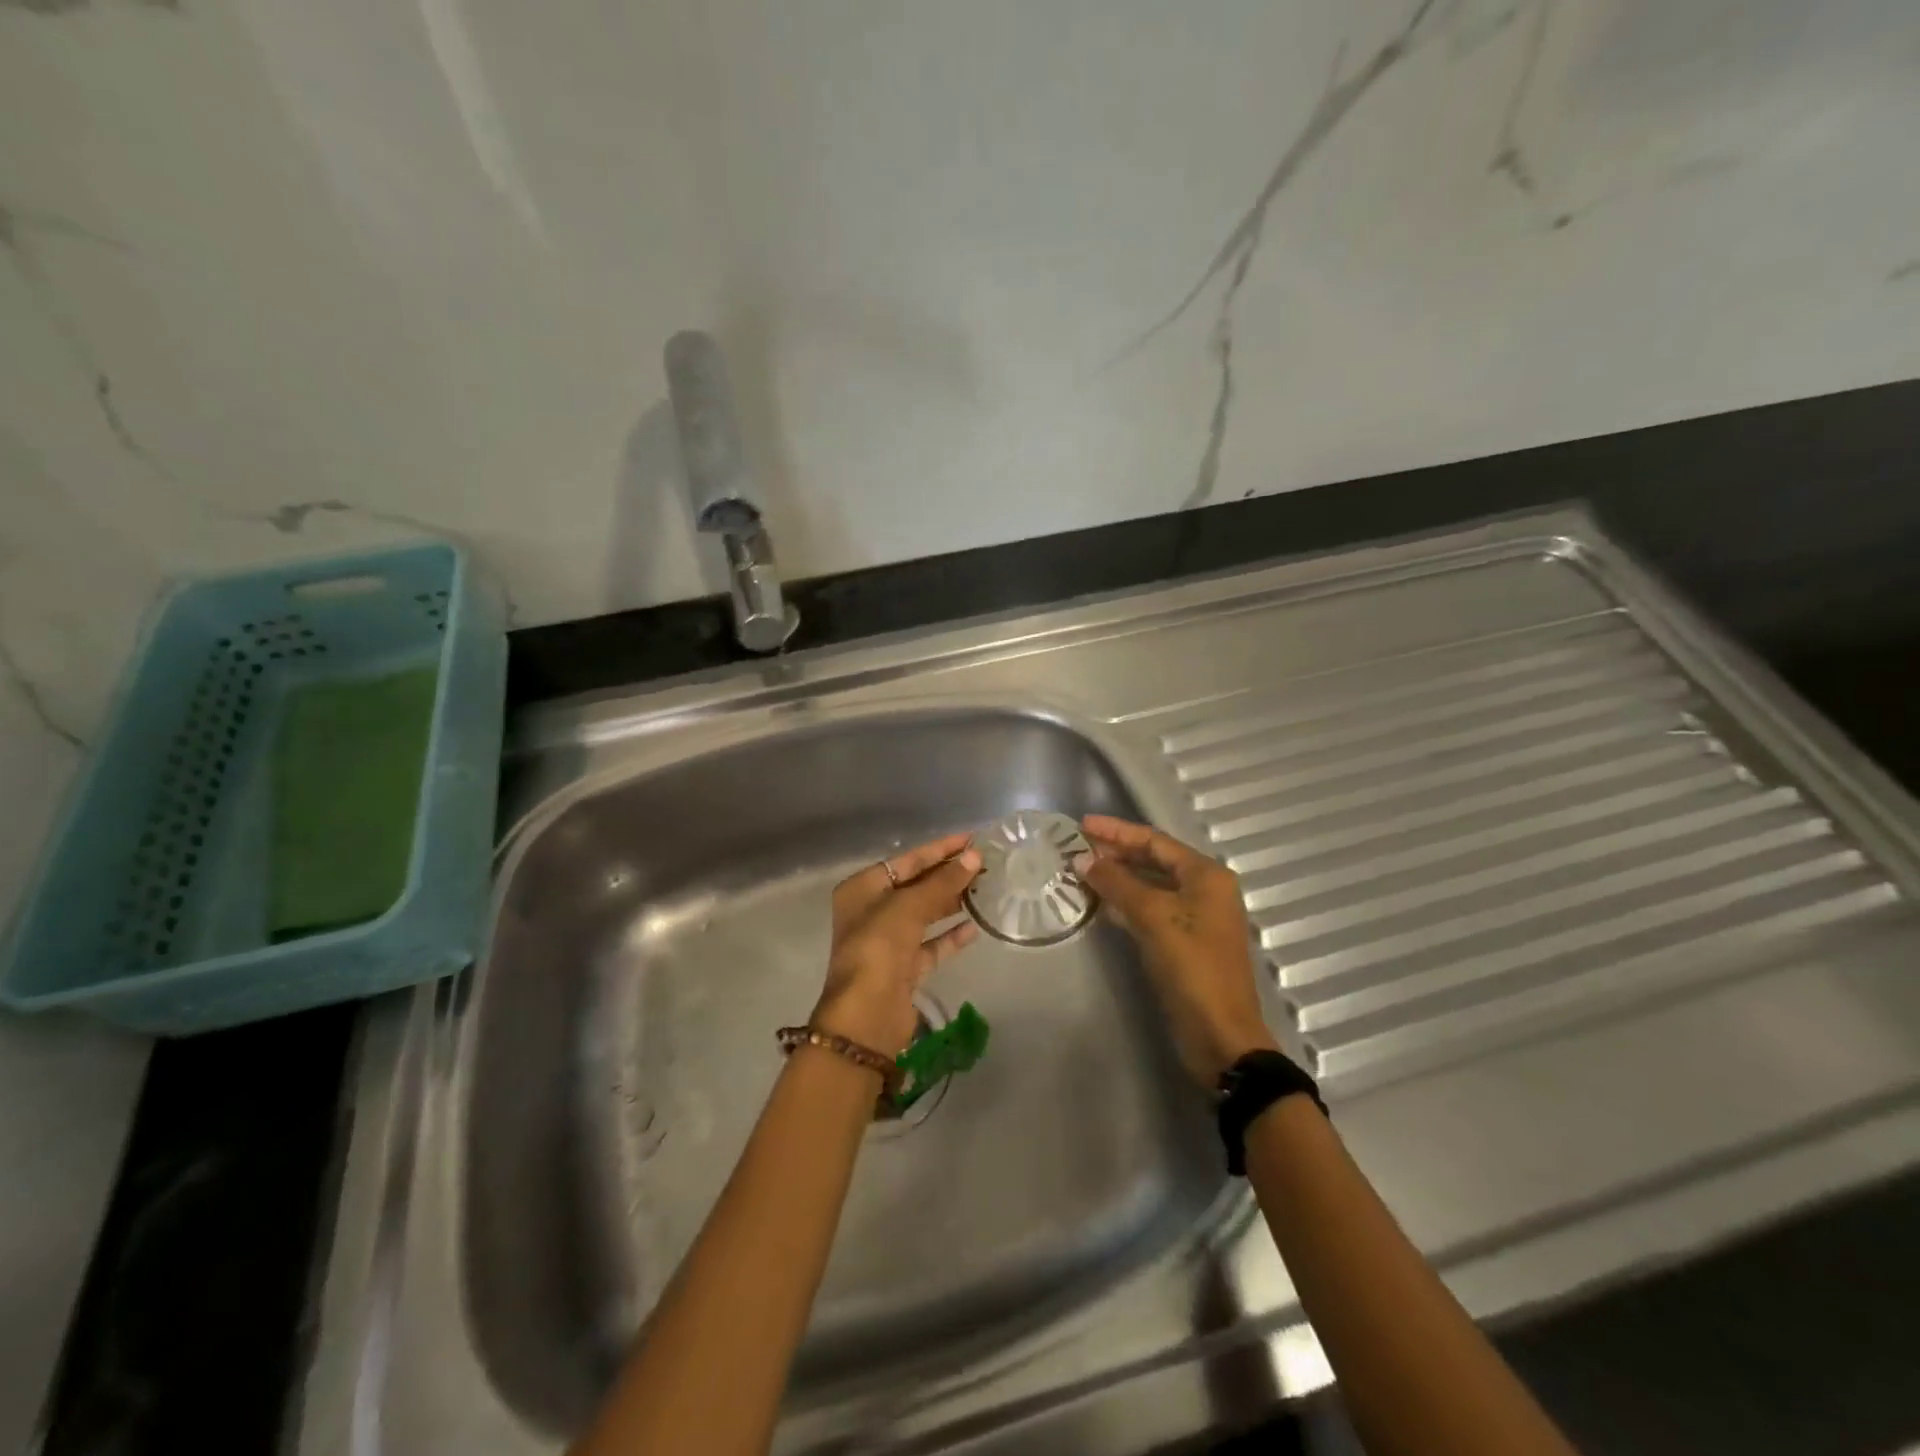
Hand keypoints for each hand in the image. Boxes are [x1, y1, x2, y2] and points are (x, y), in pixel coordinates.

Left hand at [813, 832, 983, 1056]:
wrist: (867, 1014)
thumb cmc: (879, 946)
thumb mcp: (910, 906)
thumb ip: (943, 881)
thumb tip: (975, 857)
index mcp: (863, 889)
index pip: (907, 860)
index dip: (940, 849)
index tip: (972, 839)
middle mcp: (872, 911)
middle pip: (916, 886)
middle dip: (949, 875)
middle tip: (986, 864)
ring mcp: (887, 942)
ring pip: (925, 915)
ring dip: (952, 903)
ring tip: (985, 889)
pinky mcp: (903, 968)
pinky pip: (931, 945)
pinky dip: (950, 936)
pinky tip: (975, 927)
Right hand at [1076, 814, 1276, 1088]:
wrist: (1220, 1035)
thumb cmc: (1192, 967)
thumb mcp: (1153, 918)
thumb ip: (1117, 883)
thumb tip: (1082, 858)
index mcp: (1206, 875)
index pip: (1155, 840)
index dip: (1117, 831)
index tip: (1082, 825)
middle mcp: (1204, 890)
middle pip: (1153, 860)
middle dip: (1115, 853)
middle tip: (1076, 847)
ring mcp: (1195, 917)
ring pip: (1150, 886)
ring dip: (1118, 877)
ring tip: (1081, 870)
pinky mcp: (1183, 941)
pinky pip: (1150, 910)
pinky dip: (1125, 903)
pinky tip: (1099, 903)